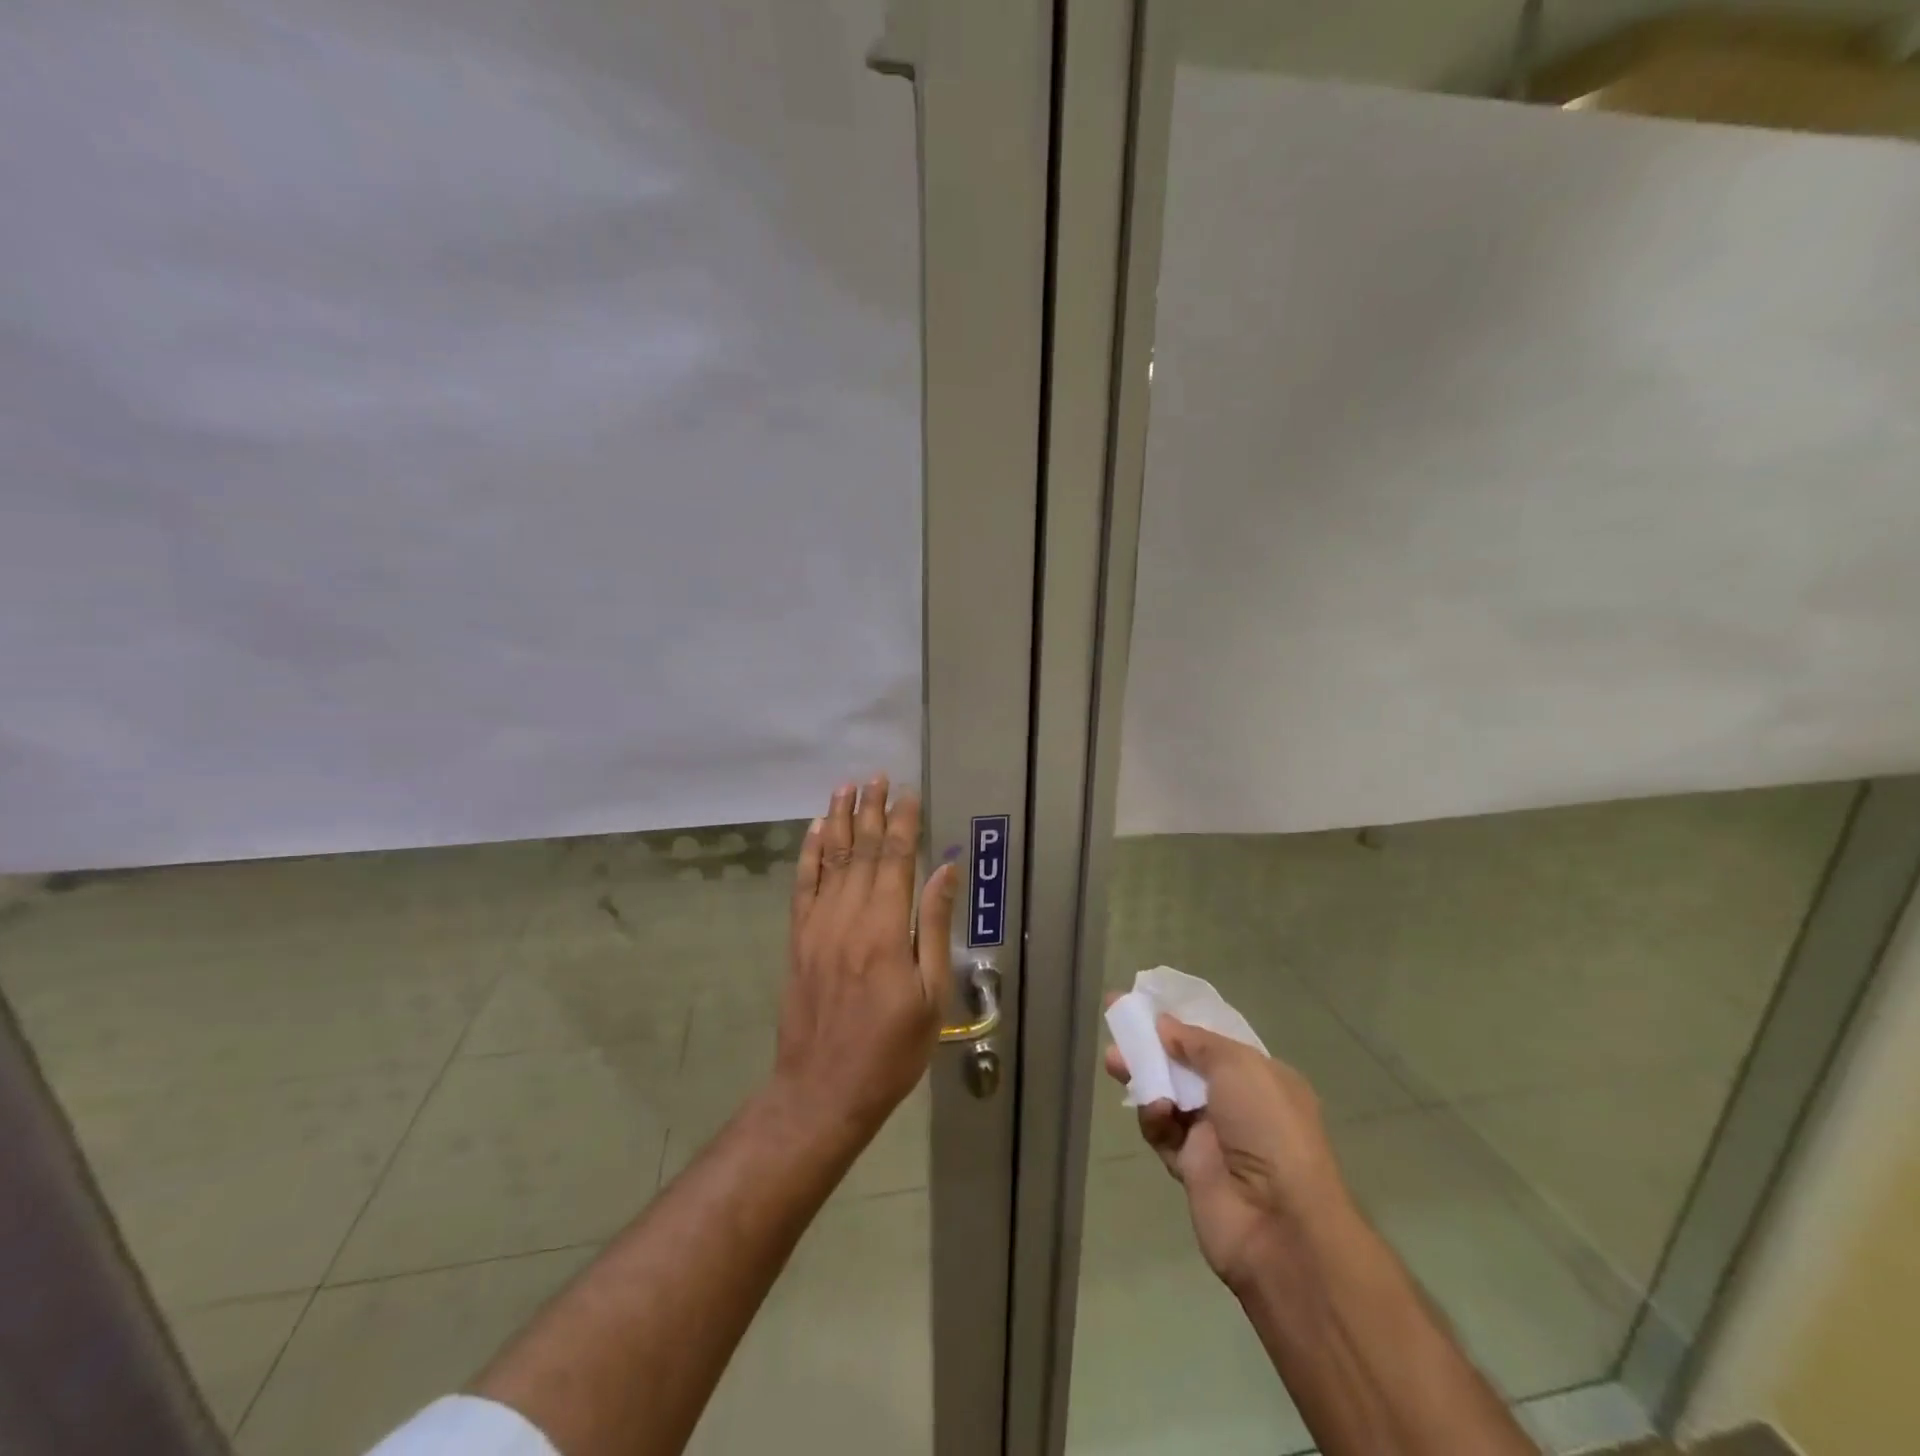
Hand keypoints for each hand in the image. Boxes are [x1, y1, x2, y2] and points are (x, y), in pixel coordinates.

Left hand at [777, 777, 955, 1136]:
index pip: (895, 859)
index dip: (903, 823)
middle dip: (870, 810)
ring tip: (846, 788)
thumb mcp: (930, 995)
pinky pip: (802, 885)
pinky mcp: (798, 939)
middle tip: (877, 777)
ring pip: (828, 859)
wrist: (822, 1090)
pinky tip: (813, 831)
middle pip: (859, 850)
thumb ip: (934, 927)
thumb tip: (944, 871)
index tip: (909, 793)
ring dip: (837, 820)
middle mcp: (847, 917)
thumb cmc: (890, 1050)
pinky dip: (808, 854)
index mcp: (886, 929)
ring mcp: (817, 926)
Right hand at [1104, 1012, 1350, 1292]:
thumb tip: (1164, 1024)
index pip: (1214, 1043)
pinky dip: (1154, 1119)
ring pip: (1168, 1097)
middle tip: (1118, 1028)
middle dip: (1152, 1048)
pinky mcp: (1191, 1169)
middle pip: (1185, 1067)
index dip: (1180, 1023)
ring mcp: (1215, 1139)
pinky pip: (1163, 1133)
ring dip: (1143, 1078)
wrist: (1279, 1221)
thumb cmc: (1267, 1126)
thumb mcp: (1238, 1065)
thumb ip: (1196, 1041)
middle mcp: (1239, 1106)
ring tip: (1113, 1061)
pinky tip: (1154, 1111)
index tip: (1146, 1006)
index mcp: (1261, 1078)